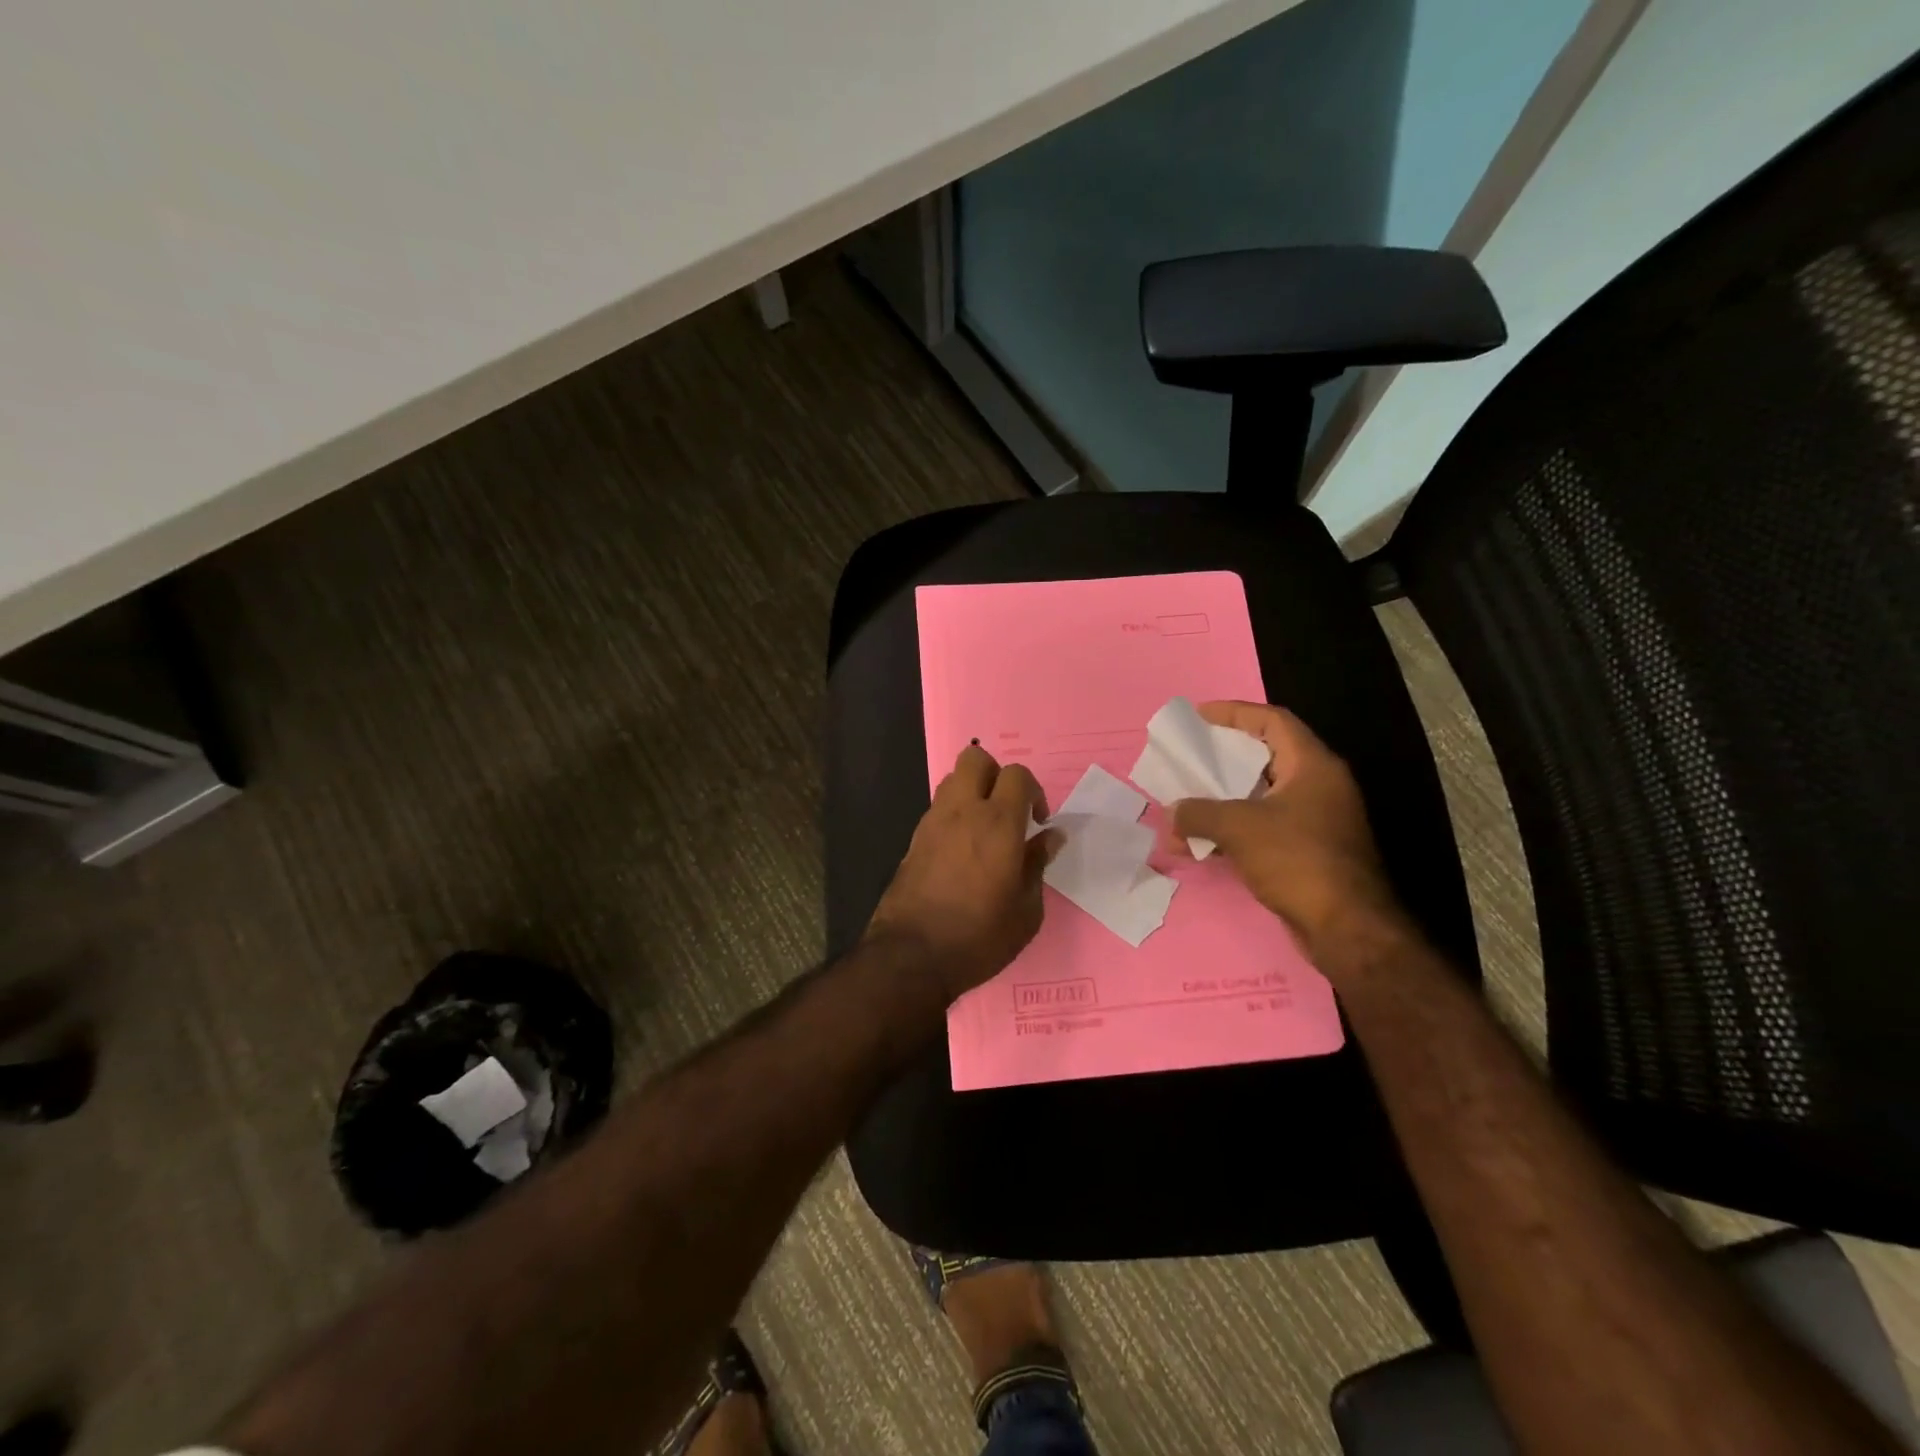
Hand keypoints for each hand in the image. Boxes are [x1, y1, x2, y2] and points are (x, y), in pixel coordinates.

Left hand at [866, 746, 1057, 1000]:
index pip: (1017, 774)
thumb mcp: (1026, 911)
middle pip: (976, 758)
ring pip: (952, 779)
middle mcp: (962, 811)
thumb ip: (1037, 865)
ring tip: (984, 829)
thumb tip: (1051, 837)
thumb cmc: (979, 937)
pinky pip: (938, 808)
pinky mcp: (914, 839)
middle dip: (996, 774)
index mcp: (998, 823)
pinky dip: (954, 814)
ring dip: (972, 792)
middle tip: (1008, 810)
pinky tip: (962, 850)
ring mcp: (932, 822)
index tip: (1037, 822)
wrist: (911, 957)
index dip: (1033, 791)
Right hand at [1170, 702, 1405, 959]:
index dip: (1235, 712)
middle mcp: (1320, 786)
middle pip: (1266, 757)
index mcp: (1313, 766)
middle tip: (1191, 757)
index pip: (1273, 722)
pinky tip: (1204, 843)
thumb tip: (1172, 813)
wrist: (1346, 927)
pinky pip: (1265, 826)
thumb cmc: (1297, 860)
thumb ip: (1199, 813)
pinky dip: (1234, 828)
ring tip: (1188, 803)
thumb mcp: (1239, 828)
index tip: (1200, 715)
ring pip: (1262, 795)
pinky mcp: (1309, 851)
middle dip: (1224, 758)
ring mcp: (1317, 820)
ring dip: (1223, 800)